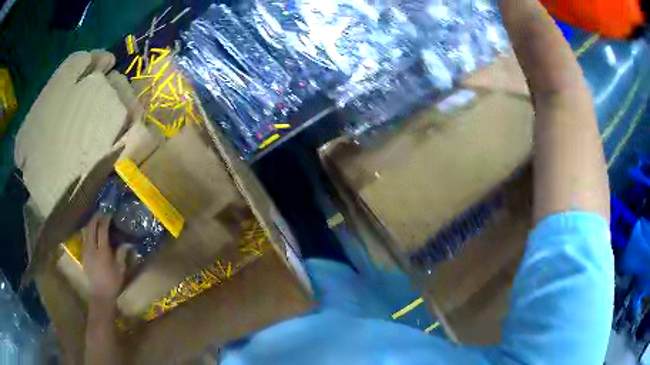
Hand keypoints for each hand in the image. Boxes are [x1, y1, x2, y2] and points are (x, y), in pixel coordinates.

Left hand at [82, 213, 126, 303]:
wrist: (100, 295)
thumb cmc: (113, 283)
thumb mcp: (120, 270)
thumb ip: (122, 254)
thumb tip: (128, 243)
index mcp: (102, 252)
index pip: (102, 230)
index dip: (105, 219)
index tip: (110, 213)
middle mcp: (92, 249)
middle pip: (91, 227)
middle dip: (96, 217)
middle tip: (102, 212)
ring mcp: (86, 251)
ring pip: (85, 231)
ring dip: (90, 223)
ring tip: (96, 219)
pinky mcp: (83, 255)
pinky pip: (84, 238)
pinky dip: (87, 231)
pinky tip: (91, 232)